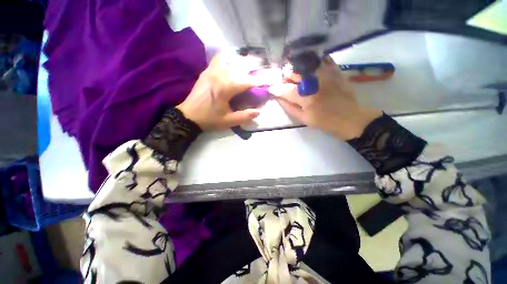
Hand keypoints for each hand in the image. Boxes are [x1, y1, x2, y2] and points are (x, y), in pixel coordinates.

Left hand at [176, 52, 260, 130]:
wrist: (188, 116)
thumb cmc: (210, 119)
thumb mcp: (228, 121)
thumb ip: (245, 116)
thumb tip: (259, 112)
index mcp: (225, 88)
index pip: (246, 81)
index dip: (259, 81)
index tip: (267, 82)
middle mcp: (219, 75)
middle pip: (240, 65)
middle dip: (254, 66)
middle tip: (262, 70)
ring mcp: (212, 71)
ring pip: (230, 58)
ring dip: (242, 61)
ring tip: (250, 66)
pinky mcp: (207, 71)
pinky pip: (219, 58)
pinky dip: (229, 57)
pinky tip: (233, 62)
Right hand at [275, 57, 381, 139]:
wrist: (351, 119)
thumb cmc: (325, 122)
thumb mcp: (305, 119)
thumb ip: (290, 108)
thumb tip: (280, 98)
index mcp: (306, 98)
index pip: (286, 90)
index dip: (277, 88)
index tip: (272, 88)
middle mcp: (315, 82)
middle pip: (295, 72)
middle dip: (286, 76)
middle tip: (286, 81)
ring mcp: (326, 74)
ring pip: (306, 63)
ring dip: (298, 68)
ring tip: (297, 74)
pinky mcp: (336, 70)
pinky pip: (323, 59)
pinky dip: (315, 60)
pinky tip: (311, 66)